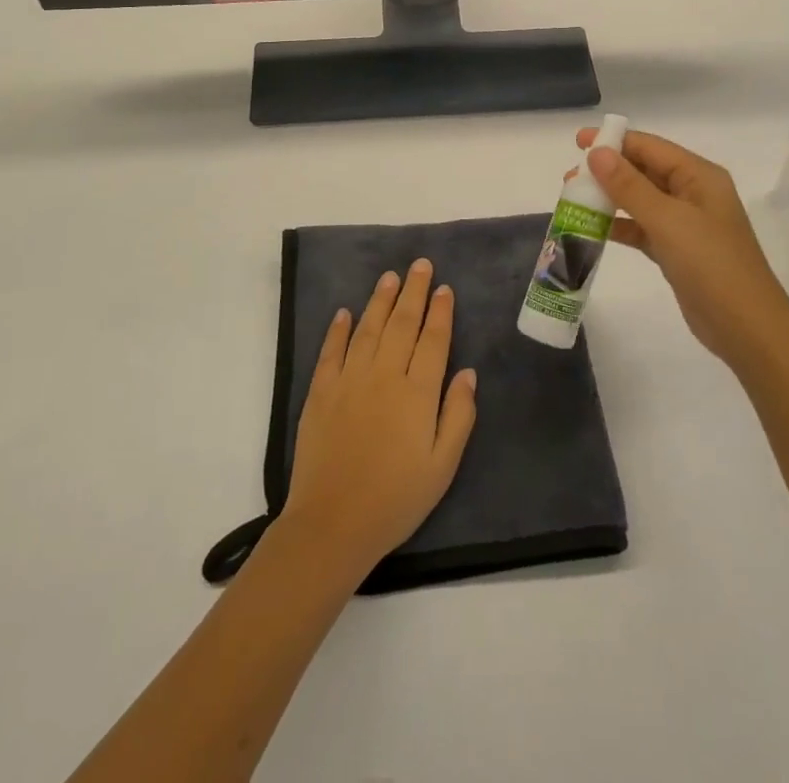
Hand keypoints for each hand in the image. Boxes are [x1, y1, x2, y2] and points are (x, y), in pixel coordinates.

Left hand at [281, 259, 478, 579]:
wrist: (332, 524)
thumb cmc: (396, 499)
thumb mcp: (443, 466)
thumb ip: (458, 415)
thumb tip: (468, 373)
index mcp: (417, 393)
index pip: (433, 340)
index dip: (440, 312)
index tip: (444, 288)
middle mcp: (384, 375)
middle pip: (402, 323)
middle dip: (414, 291)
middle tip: (420, 265)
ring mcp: (349, 380)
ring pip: (368, 328)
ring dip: (381, 300)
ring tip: (390, 277)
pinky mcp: (320, 392)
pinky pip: (331, 351)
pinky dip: (339, 329)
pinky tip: (345, 312)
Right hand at [577, 127, 788, 372]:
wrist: (746, 329)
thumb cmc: (711, 265)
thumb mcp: (668, 220)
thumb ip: (629, 185)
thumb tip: (596, 152)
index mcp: (699, 176)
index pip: (650, 147)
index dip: (614, 141)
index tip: (577, 142)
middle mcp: (694, 193)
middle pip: (644, 171)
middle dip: (607, 171)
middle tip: (569, 178)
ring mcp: (686, 224)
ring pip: (640, 200)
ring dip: (609, 198)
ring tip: (574, 200)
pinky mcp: (678, 251)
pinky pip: (642, 228)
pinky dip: (619, 226)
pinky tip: (592, 229)